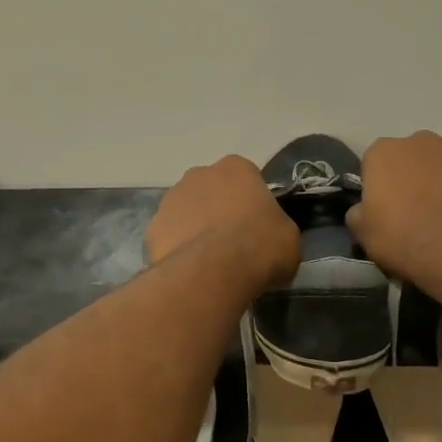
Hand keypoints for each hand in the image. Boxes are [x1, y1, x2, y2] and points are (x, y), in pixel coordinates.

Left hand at [148, 156, 300, 290]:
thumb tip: (269, 236)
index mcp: (235, 168)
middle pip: (212, 190)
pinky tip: (190, 269)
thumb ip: (276, 226)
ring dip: (196, 227)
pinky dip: (178, 248)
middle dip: (219, 210)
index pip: (247, 178)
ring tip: (210, 260)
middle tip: (233, 242)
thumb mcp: (289, 237)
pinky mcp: (152, 227)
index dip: (252, 203)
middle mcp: (199, 174)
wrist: (212, 273)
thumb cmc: (259, 246)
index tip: (257, 226)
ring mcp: (171, 199)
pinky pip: (170, 235)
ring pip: (187, 211)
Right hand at [349, 132, 441, 286]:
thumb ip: (359, 211)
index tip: (387, 209)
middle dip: (415, 176)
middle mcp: (421, 140)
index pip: (376, 162)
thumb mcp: (363, 232)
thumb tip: (365, 209)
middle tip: (419, 211)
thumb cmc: (403, 240)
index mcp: (384, 151)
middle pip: (414, 156)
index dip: (381, 186)